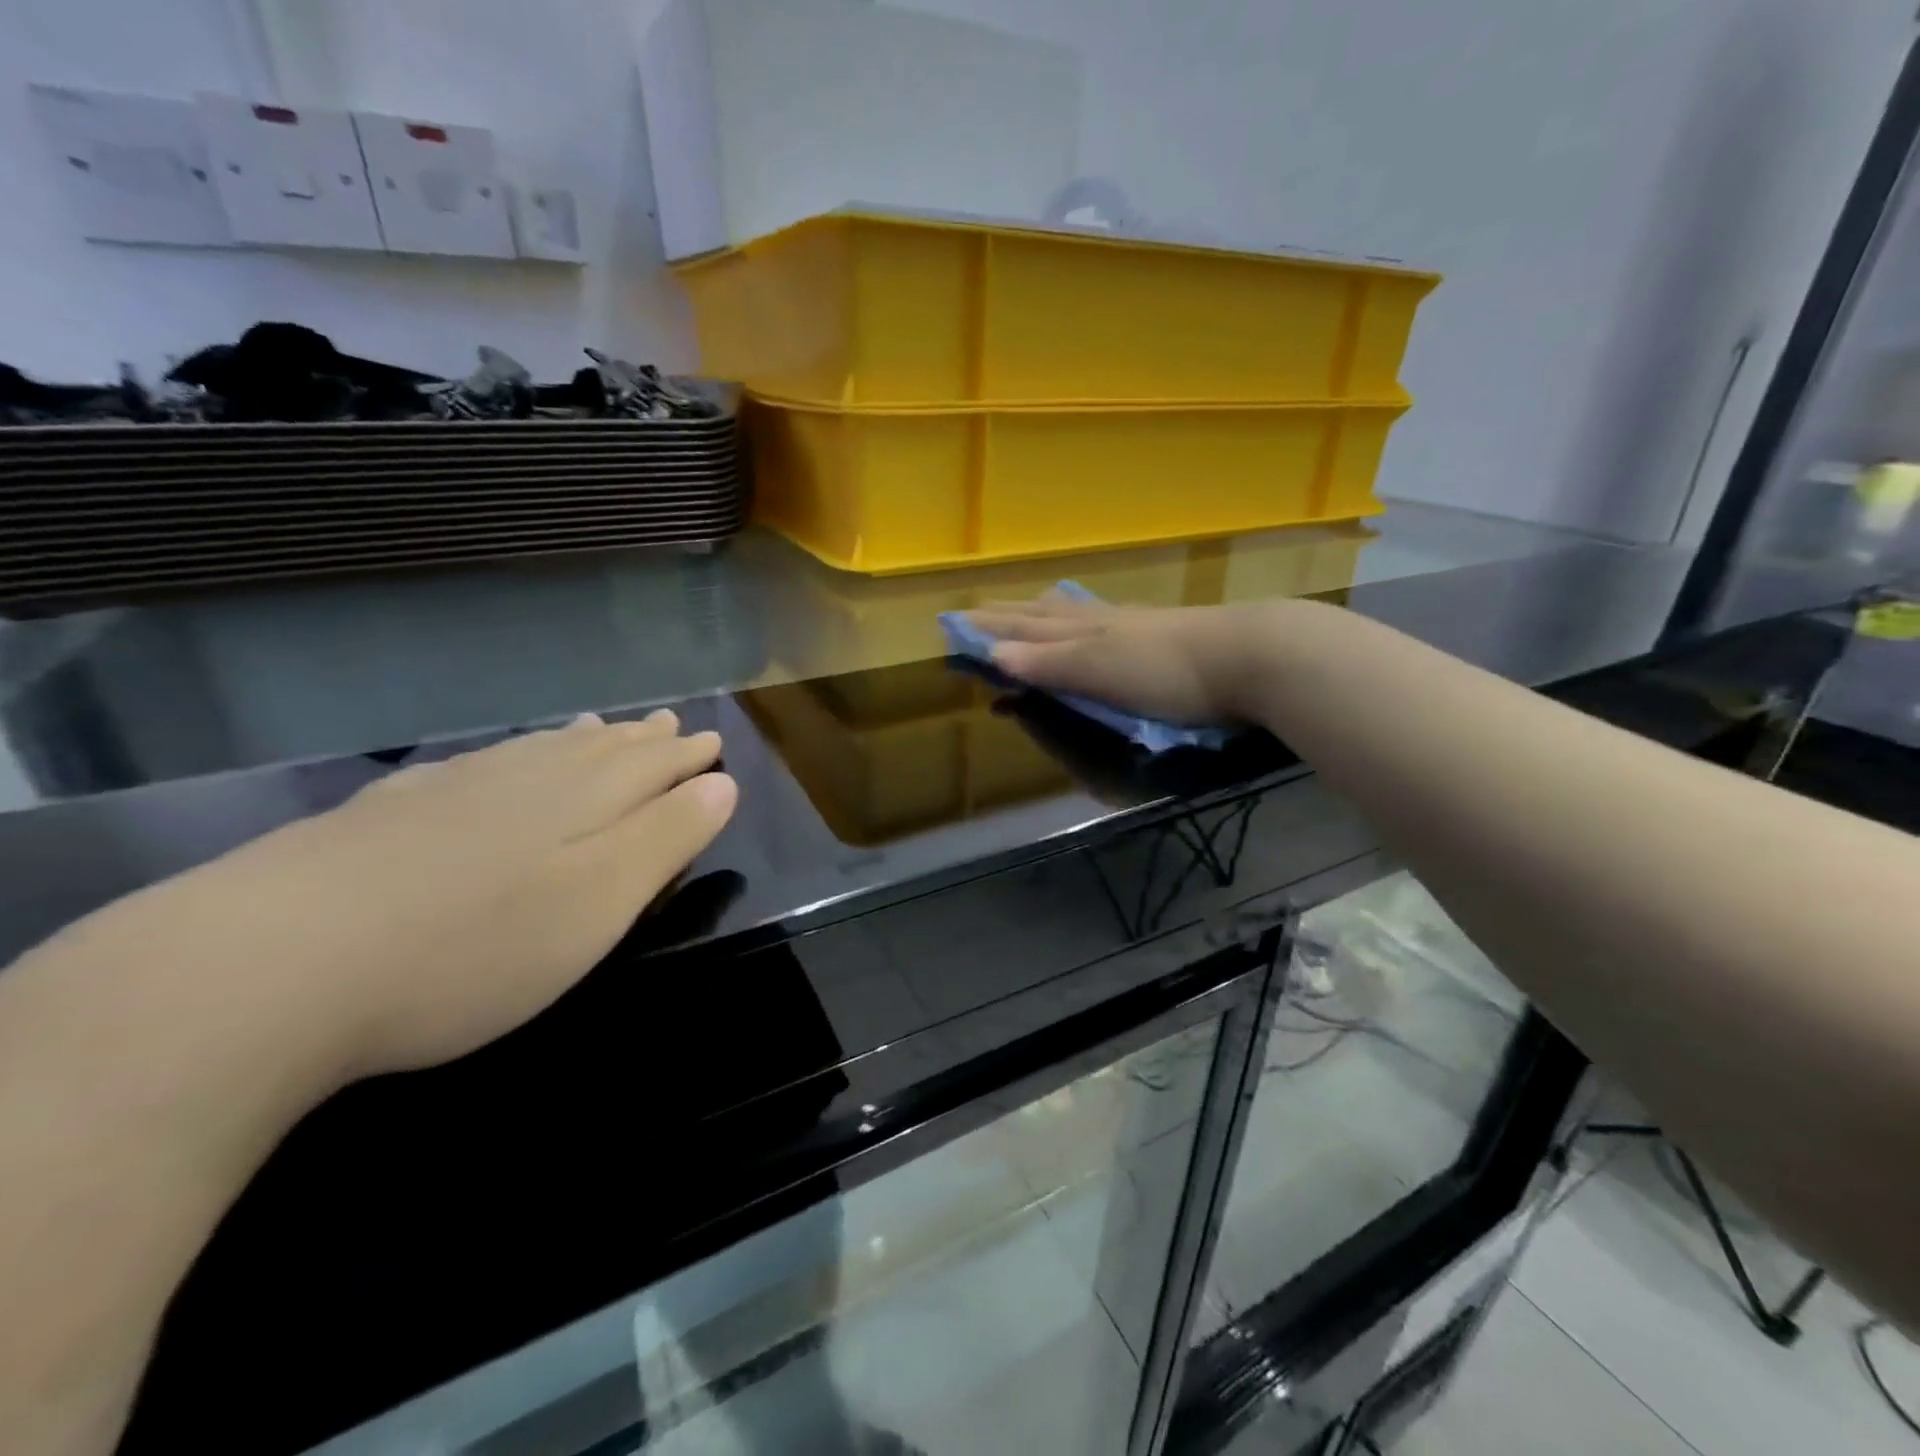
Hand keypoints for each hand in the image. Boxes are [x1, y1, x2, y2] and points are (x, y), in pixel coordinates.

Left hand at [47, 710, 735, 1085]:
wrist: (270, 966)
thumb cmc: (475, 947)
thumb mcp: (600, 903)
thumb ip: (667, 839)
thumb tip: (721, 784)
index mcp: (582, 801)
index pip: (653, 767)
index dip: (689, 758)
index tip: (714, 742)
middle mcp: (523, 780)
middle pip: (598, 750)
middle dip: (642, 740)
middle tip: (670, 723)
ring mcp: (450, 791)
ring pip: (535, 751)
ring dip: (580, 739)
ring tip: (602, 725)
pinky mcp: (387, 814)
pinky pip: (474, 765)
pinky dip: (506, 756)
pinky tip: (495, 760)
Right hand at [965, 597, 1277, 725]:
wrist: (1251, 656)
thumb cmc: (1167, 671)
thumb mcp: (1100, 671)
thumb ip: (1050, 664)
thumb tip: (993, 653)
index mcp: (1083, 633)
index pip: (1024, 628)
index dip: (990, 628)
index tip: (956, 623)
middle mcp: (1102, 622)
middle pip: (1046, 616)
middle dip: (1010, 616)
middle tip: (980, 611)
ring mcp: (1134, 625)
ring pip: (1076, 616)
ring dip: (1044, 615)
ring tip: (1029, 609)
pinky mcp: (1163, 635)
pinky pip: (1105, 623)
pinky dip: (1083, 622)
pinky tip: (1096, 621)